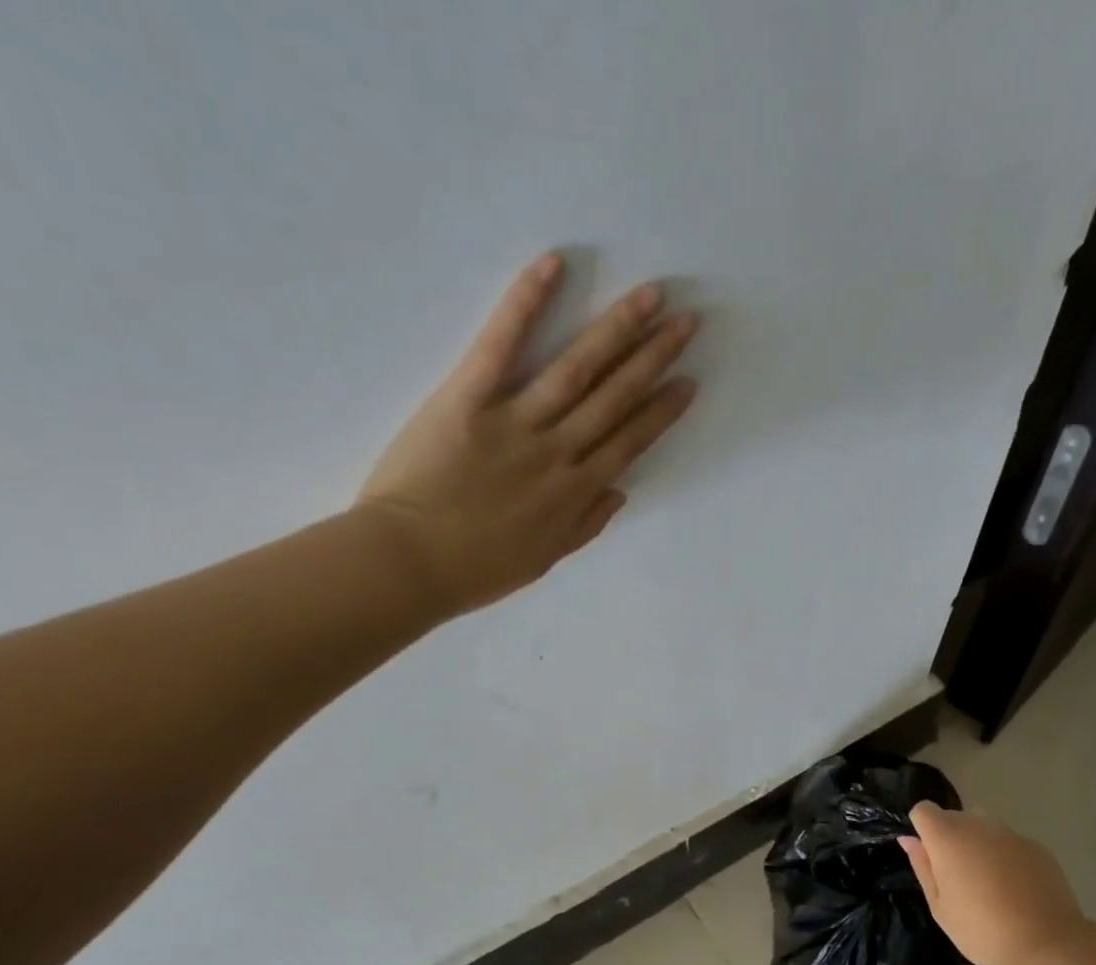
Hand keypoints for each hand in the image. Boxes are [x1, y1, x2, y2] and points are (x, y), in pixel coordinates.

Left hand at [353, 253, 698, 617]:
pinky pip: (501, 343)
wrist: (408, 564)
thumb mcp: (541, 561)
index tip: (687, 382)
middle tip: (687, 320)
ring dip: (618, 329)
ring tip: (650, 296)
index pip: (629, 442)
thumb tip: (621, 492)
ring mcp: (516, 422)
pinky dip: (526, 302)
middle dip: (654, 357)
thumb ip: (584, 526)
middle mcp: (558, 452)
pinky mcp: (468, 397)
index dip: (661, 411)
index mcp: (574, 493)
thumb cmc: (473, 570)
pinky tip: (554, 265)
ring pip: (577, 369)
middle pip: (614, 397)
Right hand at [898, 803, 1091, 964]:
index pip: (923, 810)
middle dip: (949, 839)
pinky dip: (1004, 857)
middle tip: (956, 880)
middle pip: (954, 817)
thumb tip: (909, 839)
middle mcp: (978, 824)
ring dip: (977, 846)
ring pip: (983, 828)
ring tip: (987, 885)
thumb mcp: (940, 906)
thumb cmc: (982, 930)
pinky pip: (1009, 843)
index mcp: (948, 837)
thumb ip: (923, 866)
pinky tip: (1014, 890)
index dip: (921, 830)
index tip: (929, 859)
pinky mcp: (1037, 847)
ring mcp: (1011, 834)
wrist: (1048, 943)